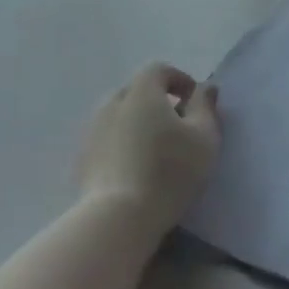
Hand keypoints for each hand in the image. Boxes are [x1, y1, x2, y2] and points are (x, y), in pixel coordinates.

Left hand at [77, 63, 220, 236]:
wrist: (117, 218)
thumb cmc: (169, 171)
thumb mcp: (204, 137)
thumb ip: (205, 107)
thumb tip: (205, 87)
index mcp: (142, 92)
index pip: (159, 70)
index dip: (179, 80)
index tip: (194, 102)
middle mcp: (112, 103)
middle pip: (137, 91)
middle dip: (158, 102)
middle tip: (178, 127)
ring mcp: (92, 132)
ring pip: (120, 116)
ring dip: (139, 124)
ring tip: (157, 150)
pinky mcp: (82, 160)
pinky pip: (108, 140)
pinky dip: (123, 145)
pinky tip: (136, 170)